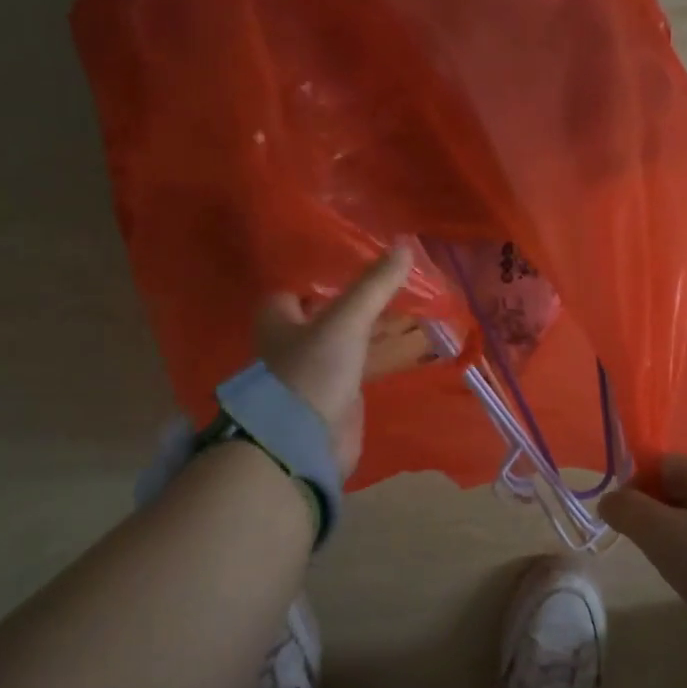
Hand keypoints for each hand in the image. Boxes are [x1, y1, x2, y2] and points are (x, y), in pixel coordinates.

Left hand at [255, 245, 413, 476]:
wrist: (305, 442)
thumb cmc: (313, 372)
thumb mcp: (345, 321)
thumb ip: (374, 286)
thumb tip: (406, 245)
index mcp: (279, 320)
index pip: (296, 290)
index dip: (321, 278)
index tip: (356, 264)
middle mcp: (292, 343)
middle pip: (326, 314)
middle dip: (355, 302)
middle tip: (392, 284)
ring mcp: (314, 371)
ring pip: (347, 340)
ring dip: (371, 329)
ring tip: (407, 309)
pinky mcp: (336, 396)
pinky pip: (361, 366)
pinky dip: (380, 355)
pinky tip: (406, 345)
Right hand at [599, 456, 686, 646]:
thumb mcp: (659, 534)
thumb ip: (627, 510)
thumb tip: (609, 501)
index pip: (663, 464)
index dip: (634, 486)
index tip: (621, 520)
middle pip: (682, 490)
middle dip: (654, 512)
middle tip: (641, 544)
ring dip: (675, 534)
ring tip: (667, 564)